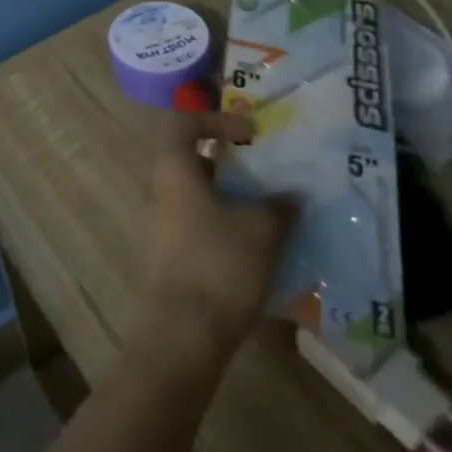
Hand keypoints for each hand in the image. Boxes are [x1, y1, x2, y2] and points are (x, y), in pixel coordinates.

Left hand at [137, 111, 294, 368]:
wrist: (182, 332)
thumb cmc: (219, 264)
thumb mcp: (261, 230)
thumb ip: (279, 206)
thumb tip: (293, 195)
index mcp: (172, 169)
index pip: (183, 122)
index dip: (217, 118)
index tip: (250, 132)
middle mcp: (159, 188)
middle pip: (191, 159)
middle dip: (230, 163)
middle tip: (266, 173)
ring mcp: (160, 223)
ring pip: (195, 194)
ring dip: (230, 197)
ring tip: (270, 212)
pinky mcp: (168, 253)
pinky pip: (196, 223)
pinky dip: (224, 224)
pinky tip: (256, 247)